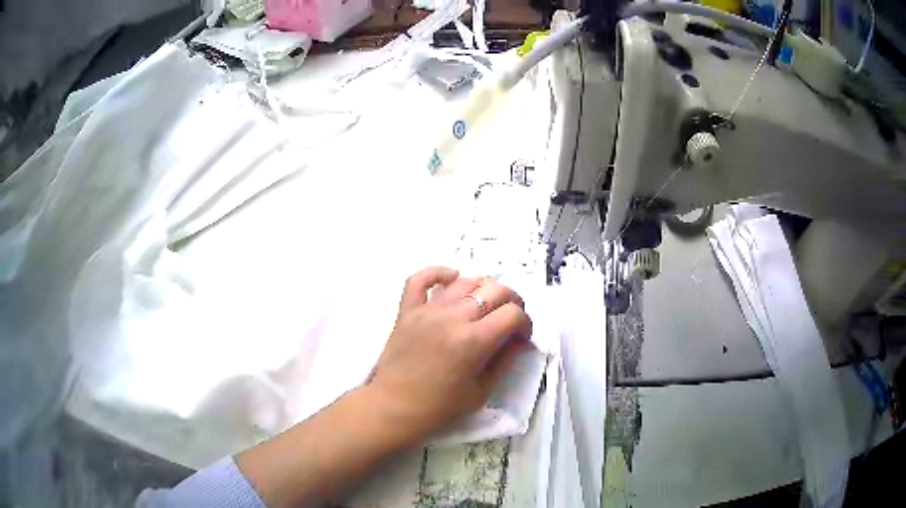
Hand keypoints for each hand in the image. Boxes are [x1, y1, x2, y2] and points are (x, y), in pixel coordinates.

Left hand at [367, 267, 532, 444]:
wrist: (394, 407)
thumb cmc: (439, 407)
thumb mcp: (481, 391)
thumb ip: (504, 361)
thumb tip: (518, 339)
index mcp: (474, 341)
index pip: (513, 314)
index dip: (525, 323)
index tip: (521, 336)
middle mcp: (453, 317)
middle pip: (494, 290)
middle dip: (512, 301)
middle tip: (510, 320)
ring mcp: (428, 310)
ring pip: (465, 281)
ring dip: (483, 289)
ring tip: (485, 306)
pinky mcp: (407, 310)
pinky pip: (421, 279)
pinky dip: (439, 273)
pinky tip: (452, 279)